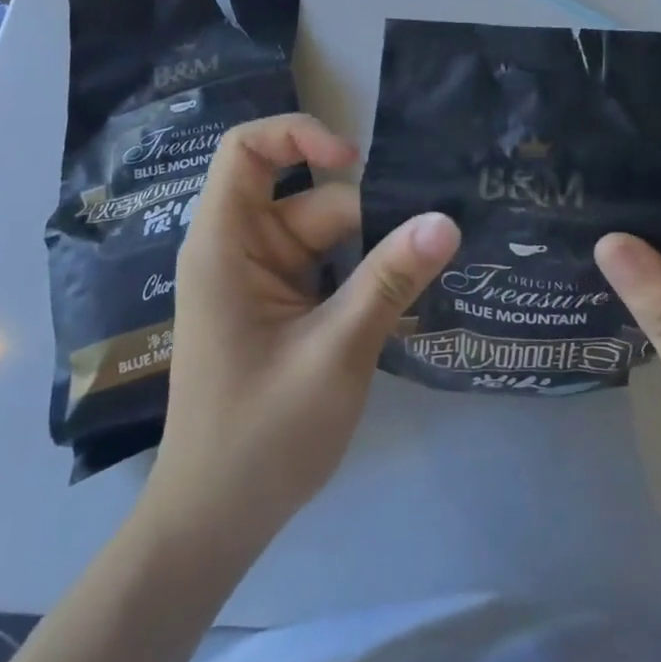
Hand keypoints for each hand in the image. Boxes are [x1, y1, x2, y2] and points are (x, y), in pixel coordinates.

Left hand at [148, 114, 459, 550]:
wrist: (214, 526)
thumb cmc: (259, 437)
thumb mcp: (335, 352)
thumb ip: (389, 280)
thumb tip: (446, 220)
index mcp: (226, 243)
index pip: (247, 149)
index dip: (299, 135)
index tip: (355, 162)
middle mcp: (241, 247)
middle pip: (309, 198)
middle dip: (368, 216)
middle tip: (435, 234)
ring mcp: (262, 276)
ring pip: (328, 233)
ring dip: (375, 249)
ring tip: (434, 262)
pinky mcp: (281, 303)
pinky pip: (330, 265)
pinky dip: (365, 274)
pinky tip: (408, 289)